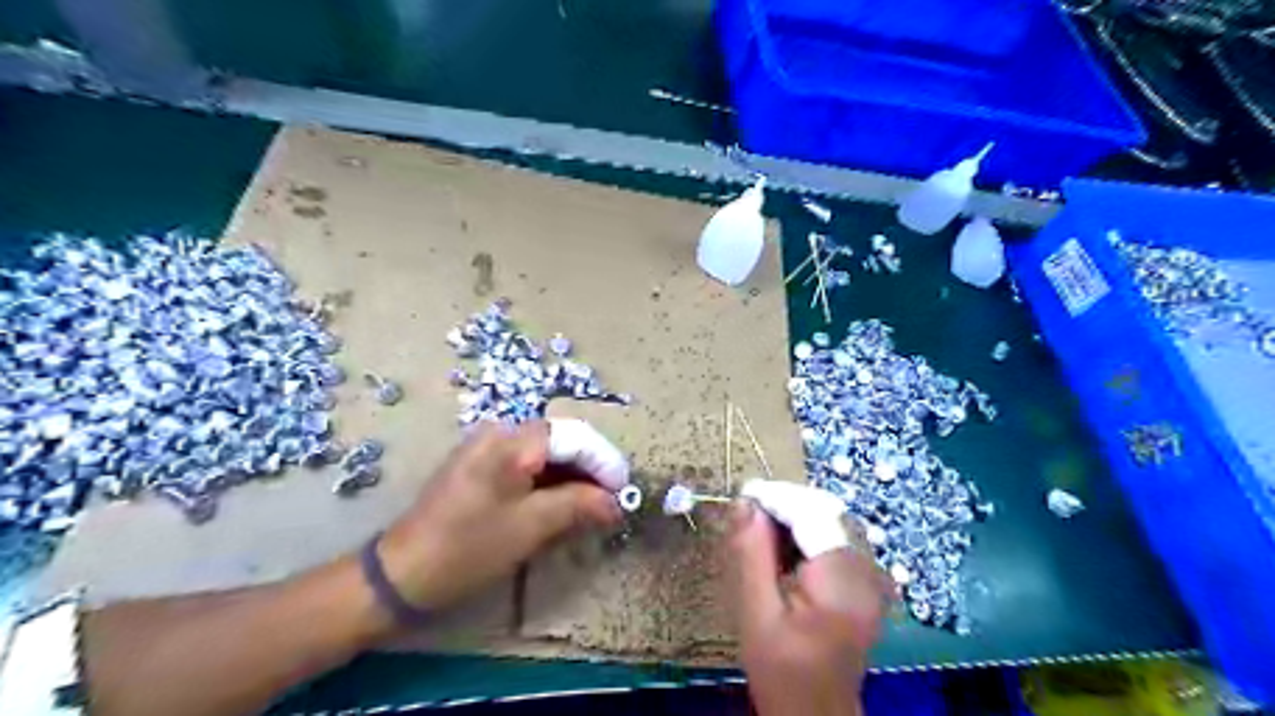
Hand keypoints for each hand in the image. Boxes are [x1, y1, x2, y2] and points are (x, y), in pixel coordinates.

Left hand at [374, 422, 624, 617]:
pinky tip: (562, 507)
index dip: (604, 462)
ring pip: (546, 456)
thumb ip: (579, 505)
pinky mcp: (481, 469)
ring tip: (593, 509)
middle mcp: (500, 434)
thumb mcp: (531, 526)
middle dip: (590, 471)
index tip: (624, 493)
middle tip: (612, 504)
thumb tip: (616, 503)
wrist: (401, 575)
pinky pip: (527, 467)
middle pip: (561, 442)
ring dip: (572, 480)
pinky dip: (550, 485)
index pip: (574, 437)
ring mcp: (487, 450)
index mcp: (511, 440)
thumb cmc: (469, 547)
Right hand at [728, 502, 894, 715]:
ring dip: (797, 515)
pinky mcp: (868, 581)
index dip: (777, 498)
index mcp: (842, 583)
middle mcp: (868, 572)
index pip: (811, 516)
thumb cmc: (781, 670)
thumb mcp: (756, 613)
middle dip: (787, 504)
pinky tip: (785, 546)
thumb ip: (752, 554)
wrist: (816, 714)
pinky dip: (810, 532)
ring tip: (762, 527)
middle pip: (827, 513)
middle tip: (748, 511)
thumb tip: (745, 504)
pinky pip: (839, 537)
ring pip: (834, 521)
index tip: (743, 494)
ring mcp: (874, 576)